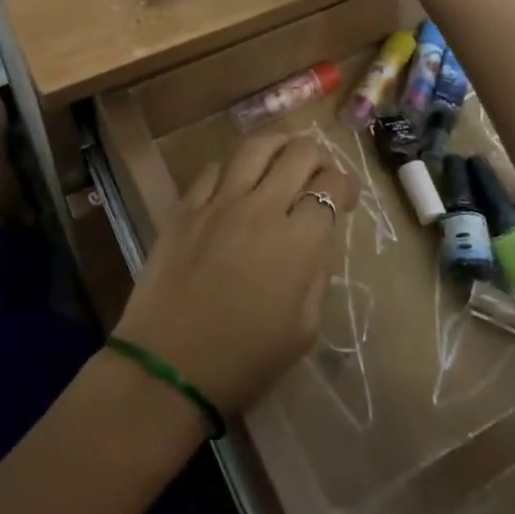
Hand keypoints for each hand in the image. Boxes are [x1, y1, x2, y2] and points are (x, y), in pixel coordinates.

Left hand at [113, 132, 360, 417]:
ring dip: (278, 145)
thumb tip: (315, 241)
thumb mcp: (303, 330)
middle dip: (317, 157)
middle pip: (298, 154)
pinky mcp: (185, 207)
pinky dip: (232, 168)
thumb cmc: (244, 361)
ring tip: (282, 155)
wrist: (169, 368)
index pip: (331, 187)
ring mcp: (219, 202)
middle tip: (316, 175)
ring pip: (255, 146)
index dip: (345, 186)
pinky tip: (235, 181)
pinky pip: (212, 168)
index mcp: (298, 242)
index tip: (345, 198)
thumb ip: (317, 276)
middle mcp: (261, 208)